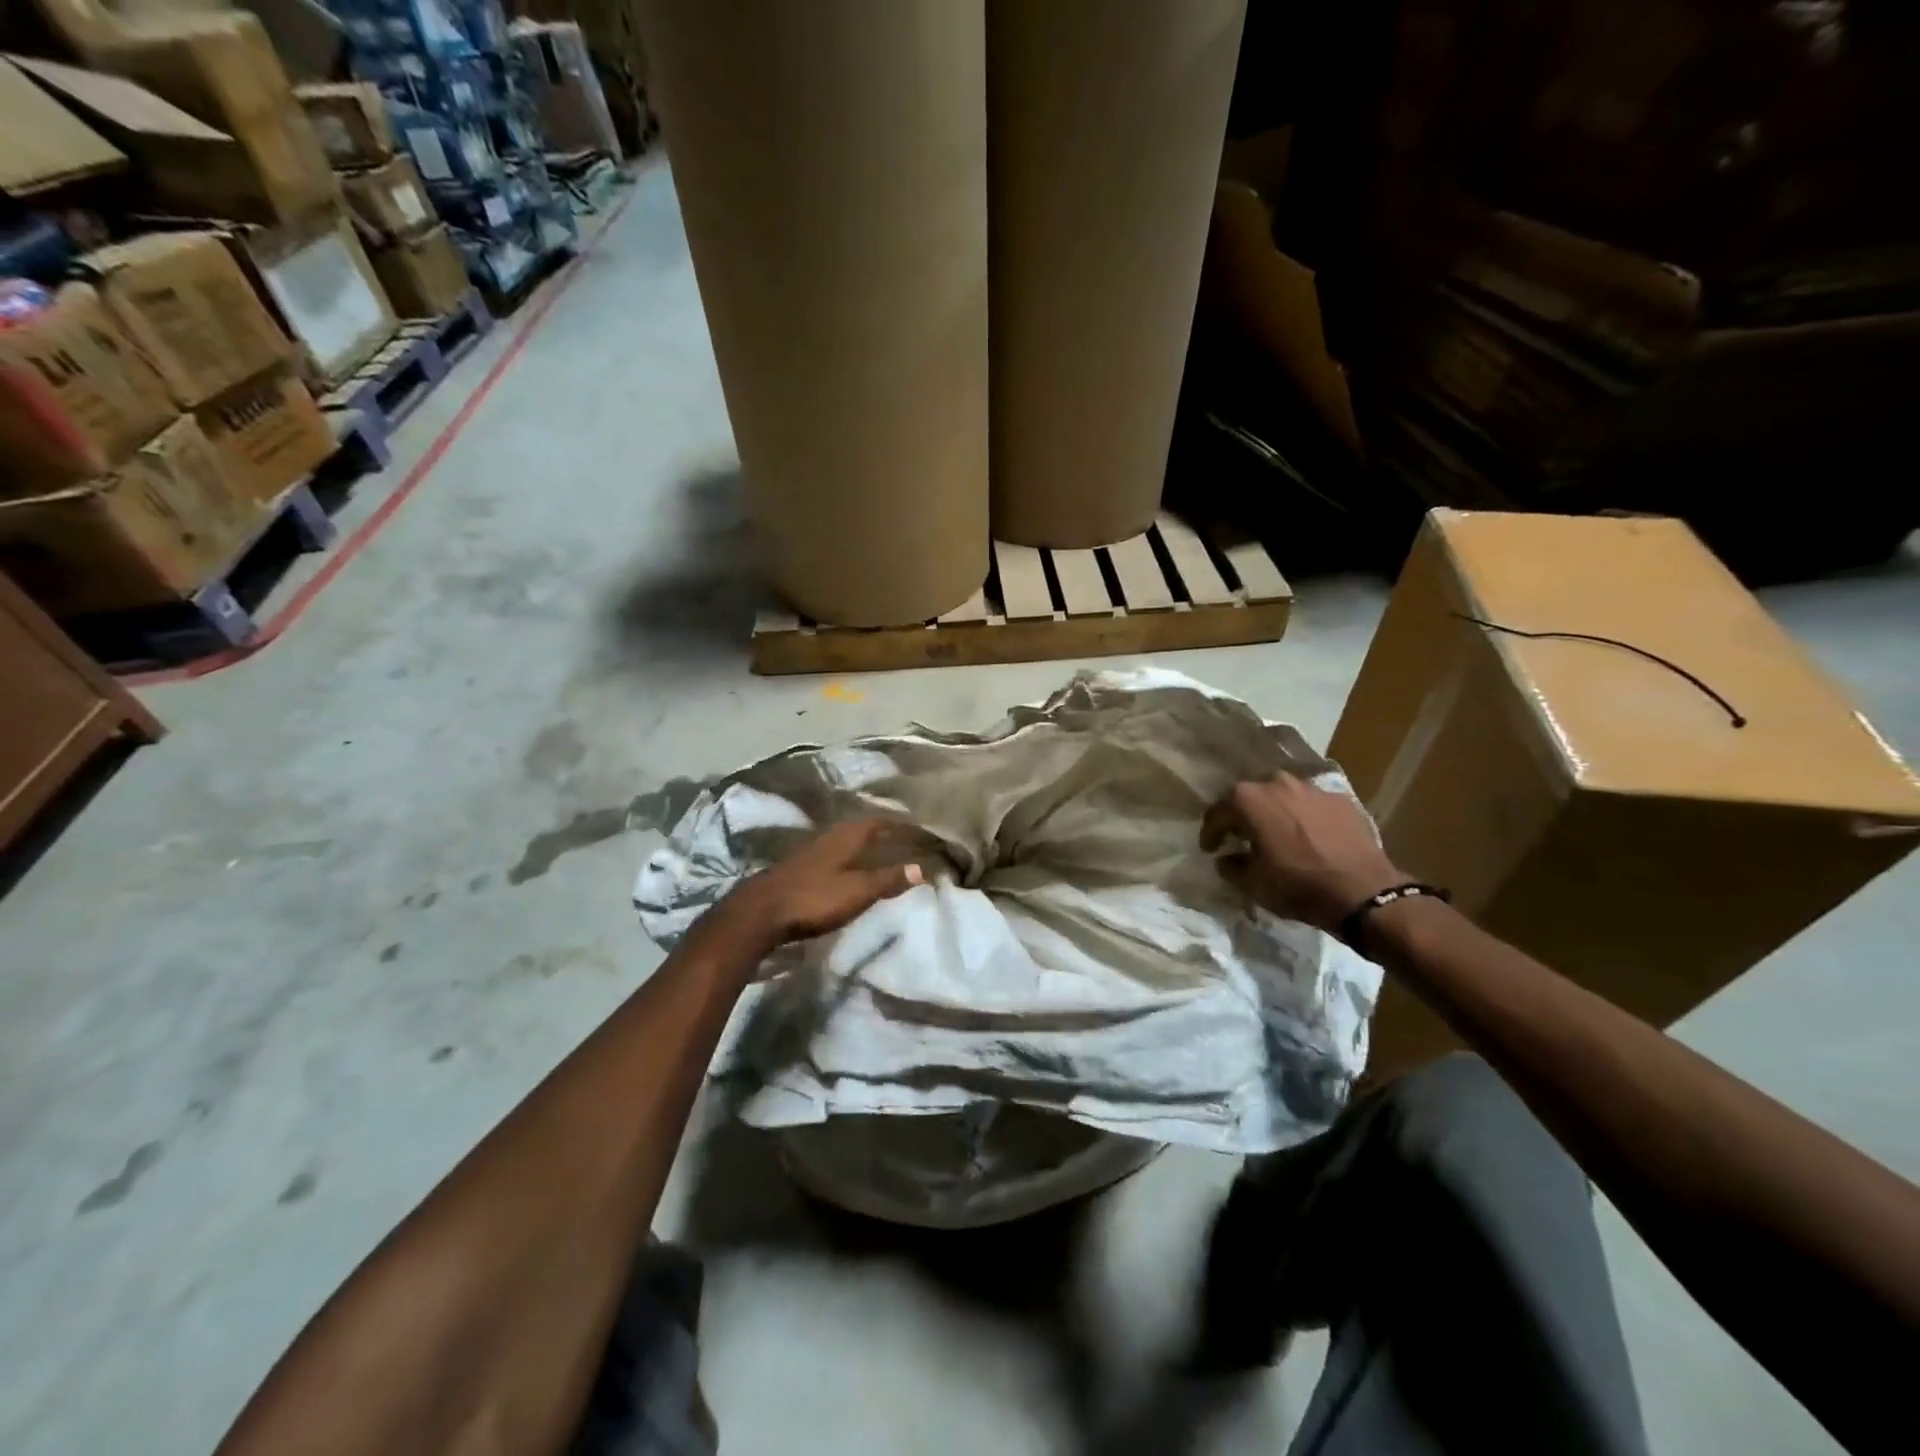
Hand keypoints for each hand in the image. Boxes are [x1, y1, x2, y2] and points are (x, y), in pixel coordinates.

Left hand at [720, 818, 923, 952]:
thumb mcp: (858, 891)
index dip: (896, 823)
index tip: (915, 825)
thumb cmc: (814, 898)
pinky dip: (846, 858)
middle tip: (899, 836)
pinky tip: (847, 870)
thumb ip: (888, 879)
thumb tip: (921, 868)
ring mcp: (809, 853)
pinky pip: (830, 855)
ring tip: (877, 852)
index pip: (876, 821)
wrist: (760, 913)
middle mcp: (828, 837)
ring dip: (860, 844)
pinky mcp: (797, 869)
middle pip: (858, 828)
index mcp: (845, 837)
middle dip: (879, 830)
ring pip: (842, 841)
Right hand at [1201, 773, 1404, 932]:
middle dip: (1242, 816)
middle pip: (1249, 797)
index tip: (1210, 849)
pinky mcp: (1339, 799)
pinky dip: (1303, 816)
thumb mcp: (1252, 883)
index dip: (1210, 832)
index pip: (1217, 812)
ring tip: (1276, 834)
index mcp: (1248, 799)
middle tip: (1241, 837)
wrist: (1362, 891)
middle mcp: (1276, 783)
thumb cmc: (1297, 885)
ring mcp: (1311, 788)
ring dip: (1274, 812)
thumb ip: (1230, 866)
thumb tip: (1226, 858)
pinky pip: (1310, 804)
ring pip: (1281, 795)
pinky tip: (1307, 835)